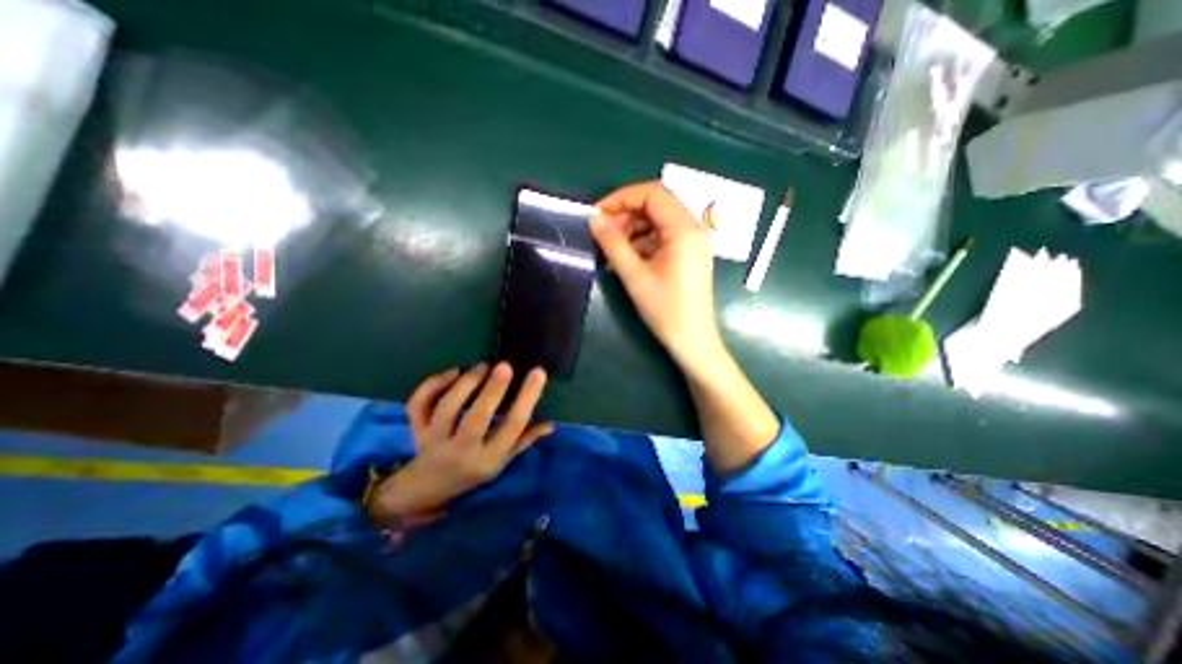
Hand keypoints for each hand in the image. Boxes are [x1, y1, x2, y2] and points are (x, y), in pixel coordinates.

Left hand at [371, 362, 550, 519]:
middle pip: (475, 419)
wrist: (428, 488)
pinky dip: (432, 385)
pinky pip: (419, 405)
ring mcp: (435, 440)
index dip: (527, 398)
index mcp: (488, 459)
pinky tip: (453, 372)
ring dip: (465, 384)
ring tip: (483, 366)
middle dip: (492, 390)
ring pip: (446, 409)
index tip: (538, 373)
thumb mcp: (502, 460)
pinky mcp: (417, 429)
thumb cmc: (473, 471)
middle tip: (505, 366)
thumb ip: (524, 440)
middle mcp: (461, 451)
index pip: (513, 427)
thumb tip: (550, 424)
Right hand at [588, 182, 719, 367]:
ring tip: (611, 250)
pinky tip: (625, 259)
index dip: (622, 198)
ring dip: (632, 230)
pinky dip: (642, 242)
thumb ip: (613, 244)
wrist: (692, 341)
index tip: (598, 215)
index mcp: (685, 230)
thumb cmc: (666, 311)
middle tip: (602, 235)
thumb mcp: (635, 276)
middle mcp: (693, 229)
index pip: (653, 194)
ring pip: (657, 221)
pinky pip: (662, 237)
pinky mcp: (688, 254)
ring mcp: (693, 242)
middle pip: (656, 206)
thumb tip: (595, 219)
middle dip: (626, 215)